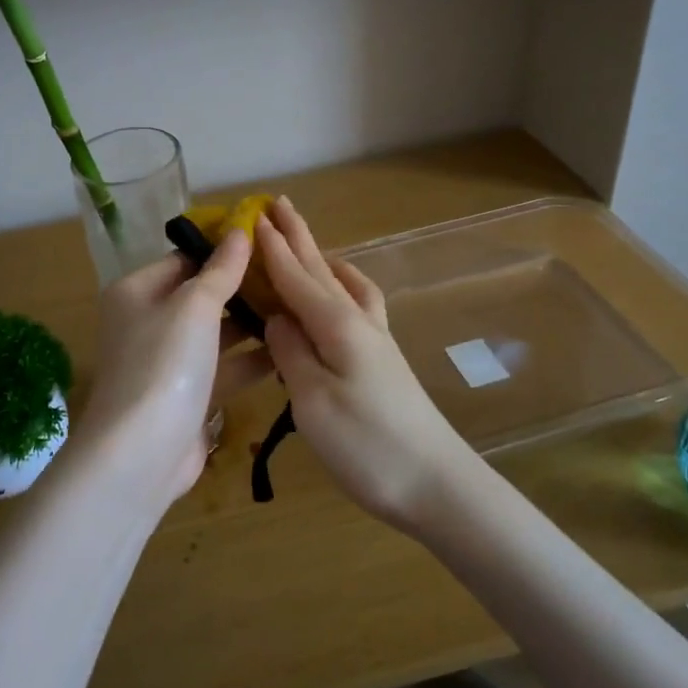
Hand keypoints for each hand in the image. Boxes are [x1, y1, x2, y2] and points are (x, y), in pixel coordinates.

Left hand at [78, 229, 273, 507]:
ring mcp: (168, 363)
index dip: (222, 249)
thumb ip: (222, 270)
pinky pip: (223, 369)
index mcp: (137, 292)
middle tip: (291, 275)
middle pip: (201, 296)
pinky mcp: (188, 397)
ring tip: (298, 308)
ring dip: (252, 325)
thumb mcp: (194, 307)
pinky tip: (289, 350)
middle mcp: (148, 323)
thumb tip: (241, 229)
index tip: (267, 241)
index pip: (184, 258)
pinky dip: (250, 360)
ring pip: (216, 334)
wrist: (141, 456)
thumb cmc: (163, 365)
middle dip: (243, 288)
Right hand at [256, 198, 474, 530]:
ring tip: (307, 243)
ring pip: (343, 283)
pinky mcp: (382, 359)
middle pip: (321, 269)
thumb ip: (291, 352)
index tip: (252, 216)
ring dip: (321, 258)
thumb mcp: (313, 401)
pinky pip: (359, 304)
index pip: (295, 278)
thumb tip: (276, 317)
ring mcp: (375, 339)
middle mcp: (357, 321)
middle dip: (298, 237)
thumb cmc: (367, 446)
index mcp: (336, 326)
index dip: (272, 248)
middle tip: (279, 204)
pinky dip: (343, 286)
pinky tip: (341, 294)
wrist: (436, 484)